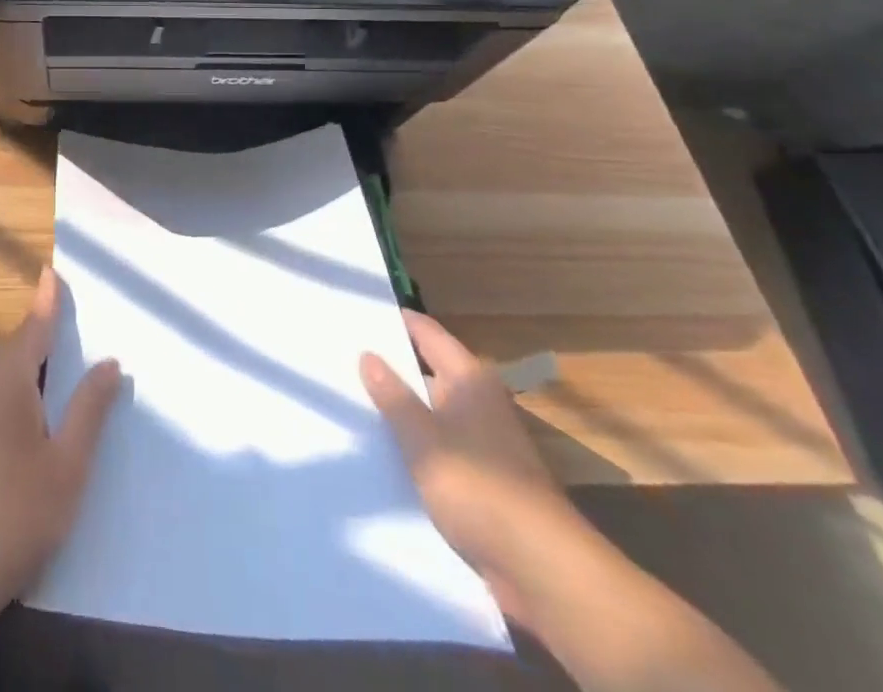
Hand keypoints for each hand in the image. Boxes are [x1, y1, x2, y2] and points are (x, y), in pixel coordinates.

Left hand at [0, 268, 121, 609]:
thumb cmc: (17, 512)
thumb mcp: (68, 463)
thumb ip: (90, 409)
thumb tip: (110, 363)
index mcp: (8, 379)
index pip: (34, 325)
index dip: (47, 299)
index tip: (52, 270)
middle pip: (18, 346)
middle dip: (44, 331)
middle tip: (73, 319)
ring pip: (4, 372)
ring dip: (31, 363)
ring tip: (61, 363)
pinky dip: (18, 387)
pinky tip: (34, 412)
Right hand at [362, 310, 587, 624]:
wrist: (543, 570)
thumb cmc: (480, 488)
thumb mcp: (423, 439)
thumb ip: (393, 396)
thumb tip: (368, 355)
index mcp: (469, 379)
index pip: (426, 332)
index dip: (393, 320)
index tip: (355, 312)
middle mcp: (479, 401)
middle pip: (427, 369)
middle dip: (389, 366)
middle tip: (340, 354)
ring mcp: (483, 440)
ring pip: (431, 410)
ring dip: (400, 408)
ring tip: (350, 399)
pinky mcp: (484, 477)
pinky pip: (440, 445)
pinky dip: (415, 443)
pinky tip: (381, 449)